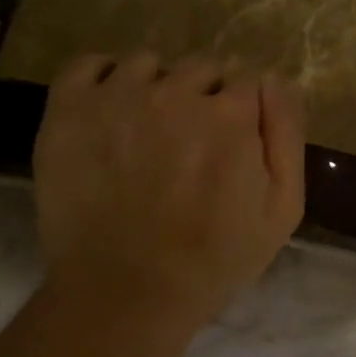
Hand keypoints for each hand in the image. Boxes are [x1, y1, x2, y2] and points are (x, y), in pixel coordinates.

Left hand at [34, 52, 305, 329]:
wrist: (125, 293)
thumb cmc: (216, 257)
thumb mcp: (283, 208)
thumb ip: (287, 133)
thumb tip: (275, 79)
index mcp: (231, 115)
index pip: (248, 78)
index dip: (246, 108)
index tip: (236, 139)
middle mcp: (175, 92)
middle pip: (202, 67)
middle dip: (206, 96)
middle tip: (194, 142)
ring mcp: (117, 97)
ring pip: (149, 63)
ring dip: (158, 86)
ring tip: (150, 130)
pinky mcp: (69, 110)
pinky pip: (90, 64)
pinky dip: (104, 77)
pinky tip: (112, 109)